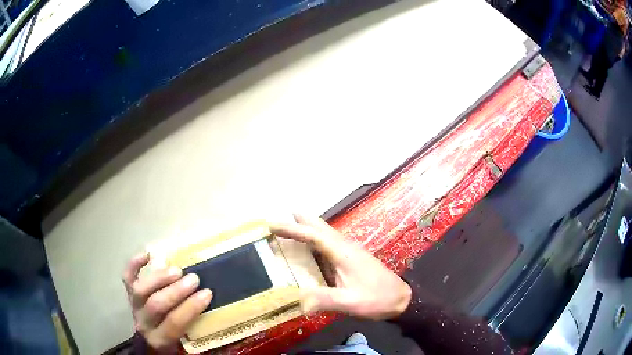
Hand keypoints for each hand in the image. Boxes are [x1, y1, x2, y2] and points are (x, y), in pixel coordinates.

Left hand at [122, 253, 212, 351]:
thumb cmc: (173, 342)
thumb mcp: (184, 343)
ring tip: (177, 270)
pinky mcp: (128, 294)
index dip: (190, 307)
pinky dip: (134, 264)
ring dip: (159, 278)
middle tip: (194, 278)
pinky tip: (148, 255)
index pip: (174, 322)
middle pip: (156, 305)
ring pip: (141, 290)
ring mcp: (134, 307)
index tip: (207, 293)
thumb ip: (194, 327)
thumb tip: (209, 303)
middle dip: (176, 291)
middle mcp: (144, 323)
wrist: (149, 342)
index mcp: (160, 339)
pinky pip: (127, 278)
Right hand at [270, 214, 411, 319]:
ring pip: (326, 234)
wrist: (400, 298)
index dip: (293, 229)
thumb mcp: (351, 302)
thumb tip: (298, 302)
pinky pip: (329, 244)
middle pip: (320, 228)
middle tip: (280, 219)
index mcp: (343, 253)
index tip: (273, 225)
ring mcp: (350, 252)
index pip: (314, 235)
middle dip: (300, 221)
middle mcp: (345, 248)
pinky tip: (311, 249)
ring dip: (308, 228)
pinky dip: (316, 240)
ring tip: (291, 227)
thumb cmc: (377, 299)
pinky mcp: (352, 260)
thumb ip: (326, 300)